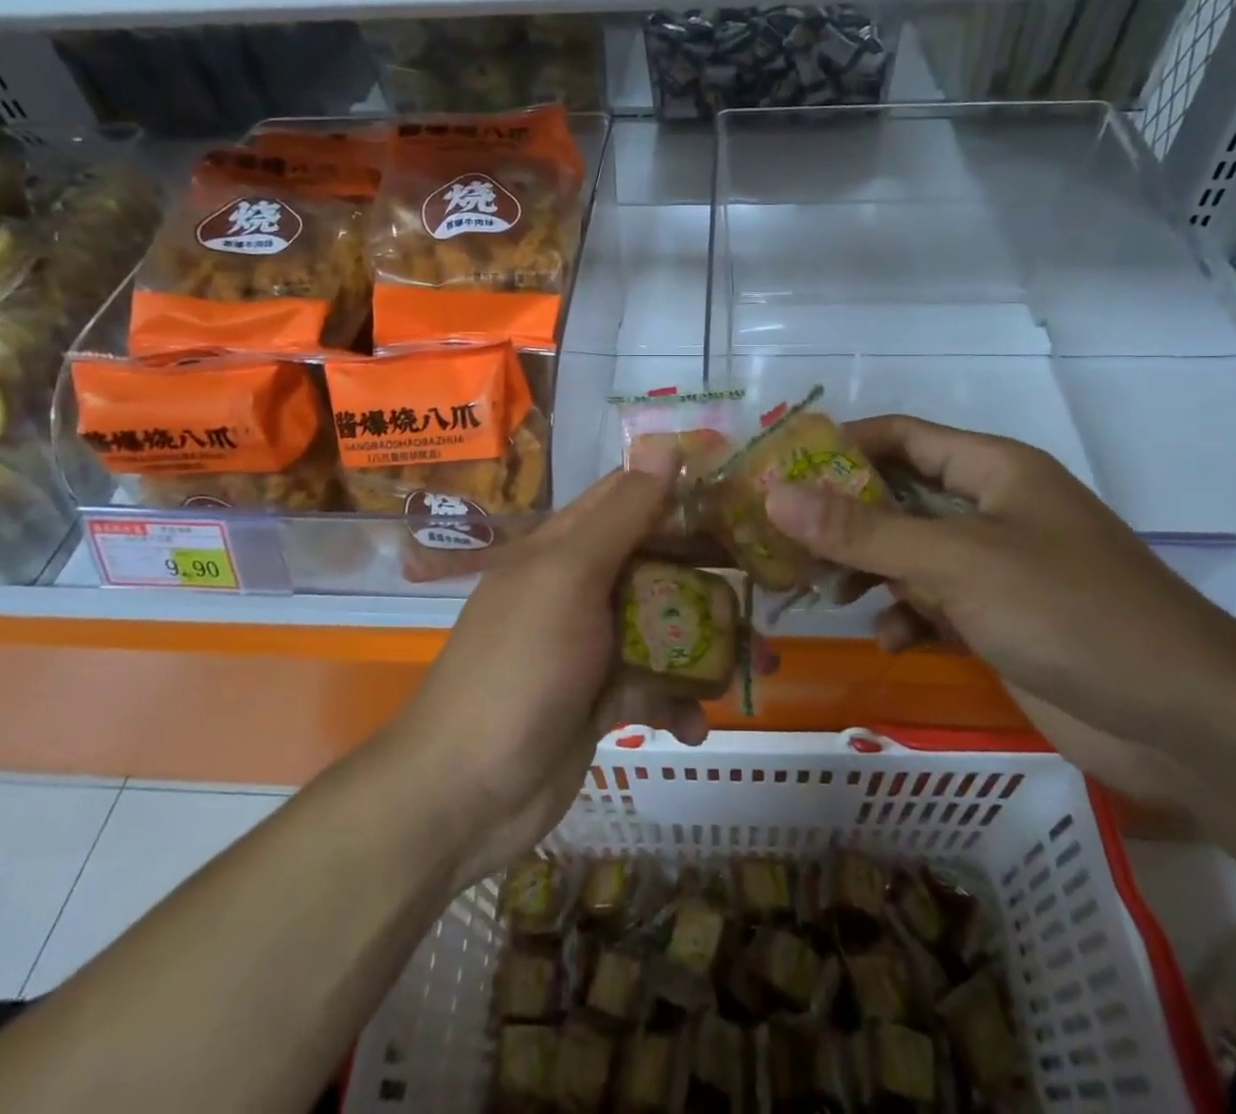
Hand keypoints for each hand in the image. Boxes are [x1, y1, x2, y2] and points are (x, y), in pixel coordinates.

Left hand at [390, 448, 772, 889]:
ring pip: (663, 626)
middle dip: (709, 575)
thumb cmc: (521, 668)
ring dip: (707, 645)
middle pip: (656, 563)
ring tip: (757, 667)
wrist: (466, 793)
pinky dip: (678, 703)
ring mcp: (589, 644)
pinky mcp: (601, 697)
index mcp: (564, 546)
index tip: (743, 495)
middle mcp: (577, 586)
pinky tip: (693, 727)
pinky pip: (653, 685)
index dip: (682, 490)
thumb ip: (623, 514)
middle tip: (768, 583)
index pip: (629, 497)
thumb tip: (664, 441)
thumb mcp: (570, 578)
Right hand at [763, 416, 1235, 802]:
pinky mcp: (999, 620)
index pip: (899, 436)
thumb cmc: (1069, 612)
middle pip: (896, 496)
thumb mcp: (956, 562)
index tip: (776, 468)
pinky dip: (905, 616)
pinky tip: (889, 641)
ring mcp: (996, 567)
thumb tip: (775, 494)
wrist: (1186, 722)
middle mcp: (991, 509)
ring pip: (908, 553)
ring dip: (866, 570)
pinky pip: (932, 604)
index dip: (838, 445)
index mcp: (991, 469)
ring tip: (820, 592)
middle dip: (841, 518)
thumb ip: (863, 530)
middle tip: (779, 539)